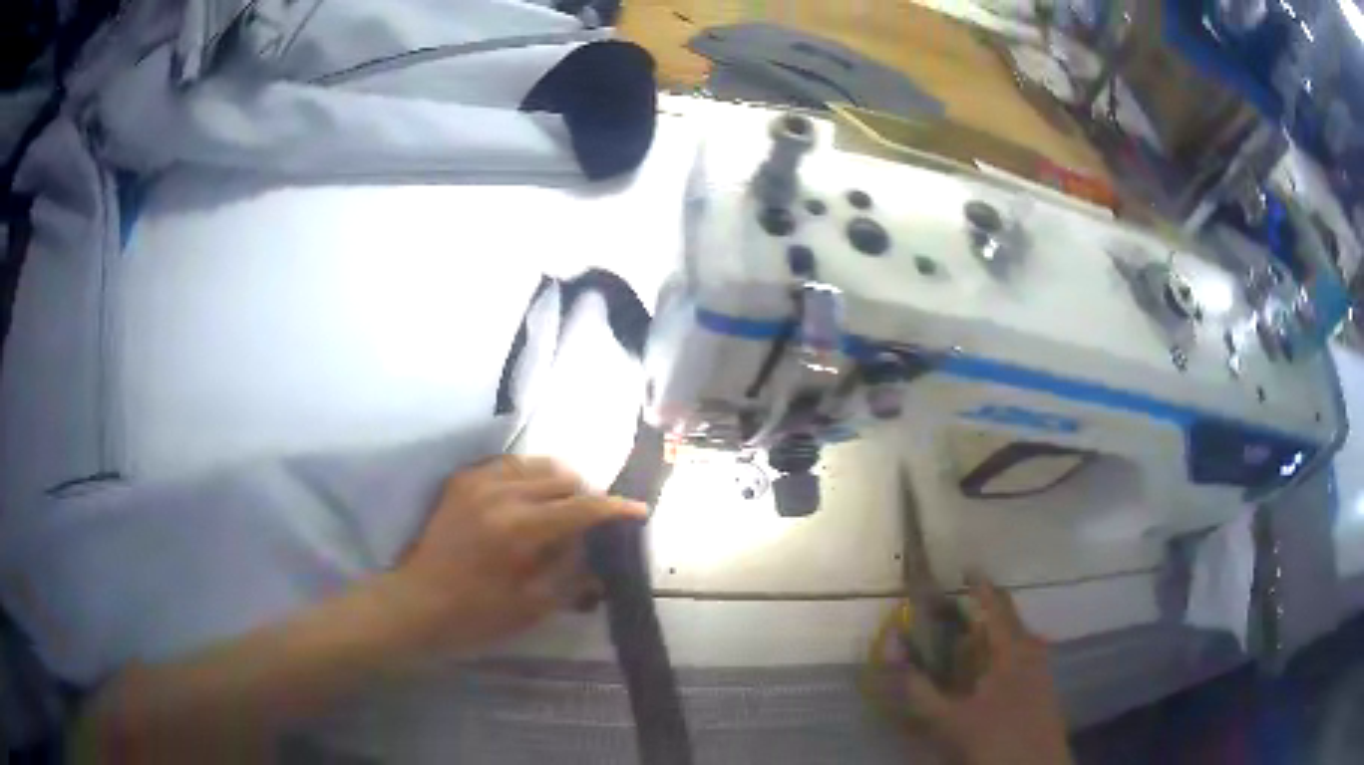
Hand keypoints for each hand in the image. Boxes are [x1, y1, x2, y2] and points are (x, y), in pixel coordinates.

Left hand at [384, 456, 646, 652]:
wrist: (417, 603)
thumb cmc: (477, 615)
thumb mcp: (533, 606)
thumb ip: (572, 575)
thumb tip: (597, 554)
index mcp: (520, 529)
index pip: (582, 507)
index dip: (615, 509)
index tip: (638, 511)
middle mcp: (501, 494)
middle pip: (561, 477)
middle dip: (584, 496)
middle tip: (591, 522)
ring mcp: (477, 482)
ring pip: (534, 464)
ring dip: (556, 482)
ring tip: (560, 508)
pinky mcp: (461, 481)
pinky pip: (506, 465)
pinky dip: (526, 477)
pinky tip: (526, 499)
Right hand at [904, 576, 1072, 764]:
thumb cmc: (993, 738)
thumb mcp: (948, 719)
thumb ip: (920, 689)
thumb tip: (896, 656)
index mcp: (1011, 650)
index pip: (996, 606)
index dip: (981, 585)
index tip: (966, 568)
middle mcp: (1031, 651)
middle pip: (1010, 620)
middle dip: (987, 611)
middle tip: (961, 611)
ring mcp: (1042, 669)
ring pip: (1018, 641)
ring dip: (995, 637)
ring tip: (970, 644)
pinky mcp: (1045, 688)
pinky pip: (1023, 659)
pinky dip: (1003, 657)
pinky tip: (988, 677)